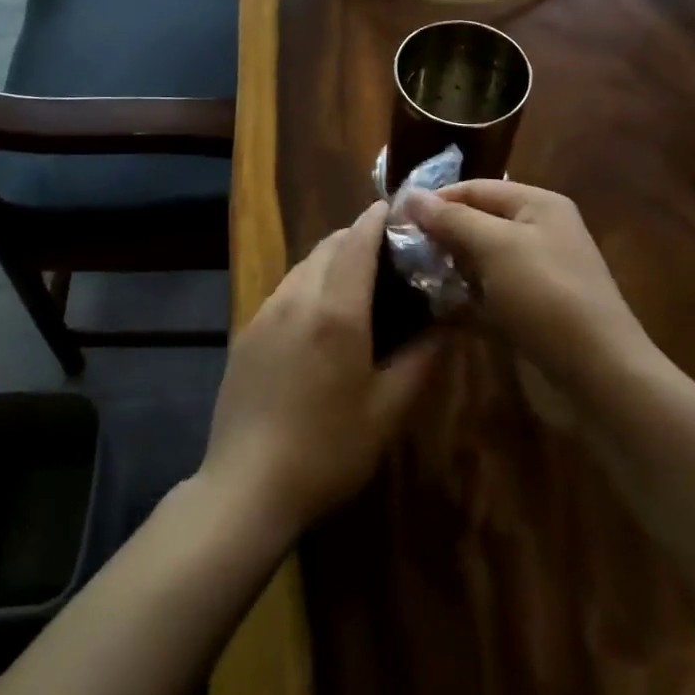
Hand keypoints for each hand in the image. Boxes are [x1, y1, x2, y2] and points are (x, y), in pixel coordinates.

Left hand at [199, 201, 440, 539]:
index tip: (398, 209)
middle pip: (329, 245)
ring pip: (304, 264)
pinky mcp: (247, 330)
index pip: (358, 240)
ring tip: (357, 282)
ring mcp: (266, 310)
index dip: (378, 218)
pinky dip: (309, 282)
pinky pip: (285, 289)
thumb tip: (449, 322)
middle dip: (357, 236)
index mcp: (336, 310)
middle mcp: (298, 296)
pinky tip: (319, 316)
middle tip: (387, 252)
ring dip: (332, 259)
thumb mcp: (388, 411)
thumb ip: (422, 358)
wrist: (246, 485)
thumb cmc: (328, 451)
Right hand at [402, 180, 656, 390]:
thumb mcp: (495, 246)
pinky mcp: (529, 311)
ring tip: (408, 277)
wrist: (599, 376)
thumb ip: (452, 219)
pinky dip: (462, 298)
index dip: (435, 200)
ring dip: (447, 267)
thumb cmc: (546, 296)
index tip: (395, 218)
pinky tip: (432, 307)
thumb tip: (411, 196)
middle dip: (439, 234)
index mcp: (537, 205)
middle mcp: (538, 232)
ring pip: (479, 261)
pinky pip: (487, 294)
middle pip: (476, 222)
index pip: (474, 188)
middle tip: (398, 250)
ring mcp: (534, 274)